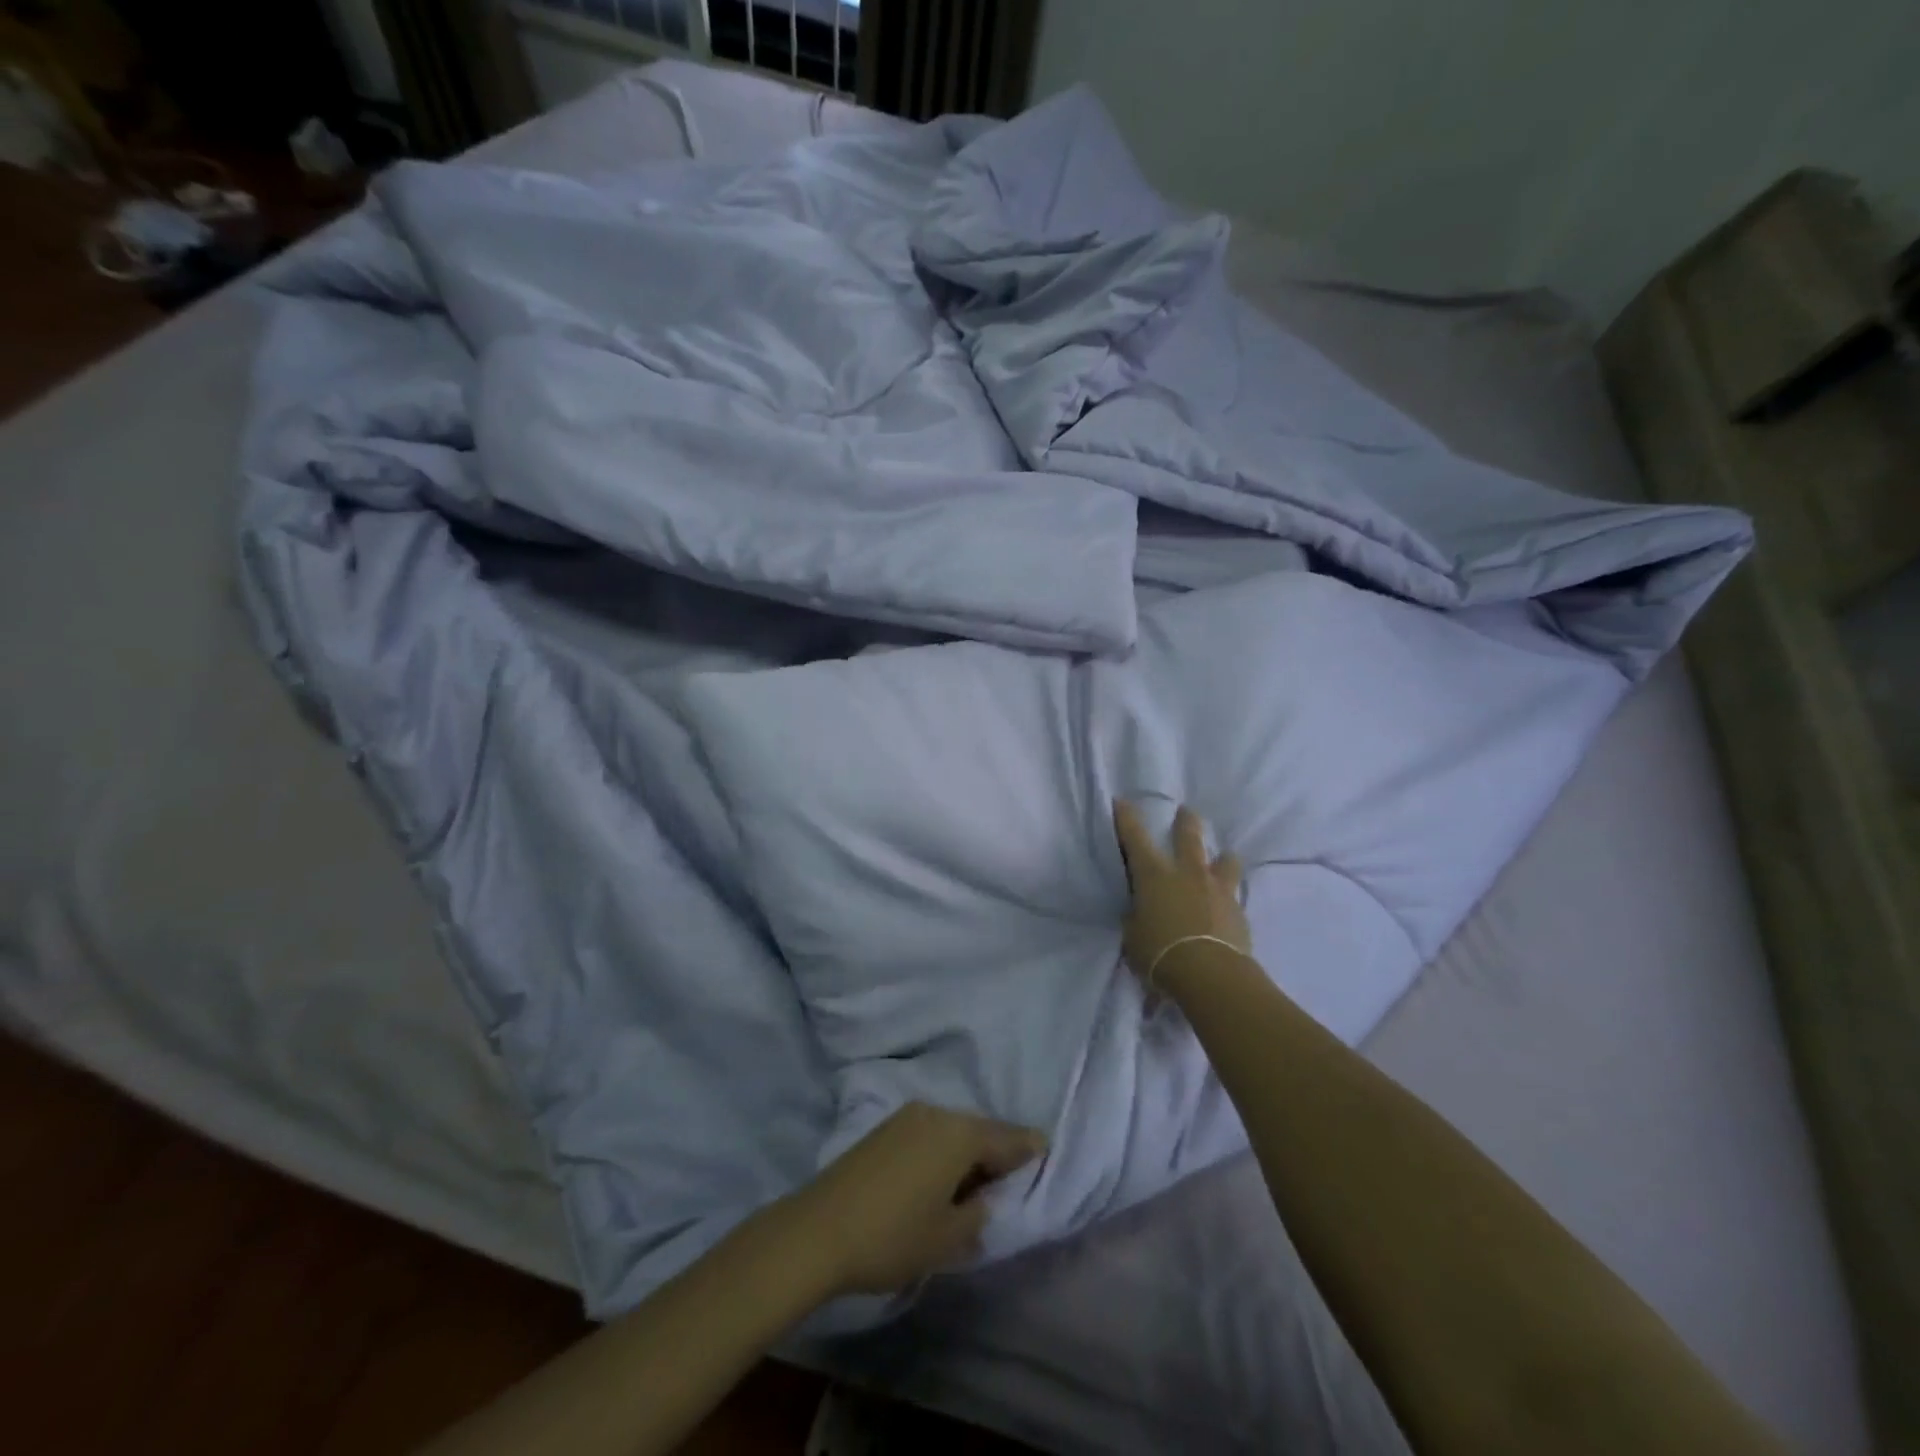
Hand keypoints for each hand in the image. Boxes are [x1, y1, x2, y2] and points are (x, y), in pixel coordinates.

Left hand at [782, 1103, 1046, 1296]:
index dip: (1027, 1147)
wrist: (818, 1229)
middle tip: (1007, 1179)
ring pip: (951, 1131)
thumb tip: (981, 1199)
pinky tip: (938, 1178)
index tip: (1045, 1148)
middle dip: (995, 1151)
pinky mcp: (884, 1129)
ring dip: (965, 1152)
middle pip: (978, 1130)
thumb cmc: (893, 1235)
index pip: (1006, 1138)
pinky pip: (928, 1134)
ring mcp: (907, 1117)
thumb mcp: (947, 1238)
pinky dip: (941, 1151)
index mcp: (959, 1134)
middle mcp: (937, 1113)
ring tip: (972, 1185)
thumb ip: (977, 1215)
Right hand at [1112, 799, 1251, 984]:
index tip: (1122, 801)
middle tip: (1187, 811)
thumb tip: (1141, 912)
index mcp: (1154, 875)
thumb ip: (1137, 917)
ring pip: (1225, 861)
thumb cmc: (1160, 952)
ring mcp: (1217, 889)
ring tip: (1224, 857)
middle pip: (1189, 837)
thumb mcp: (1134, 935)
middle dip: (1186, 822)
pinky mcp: (1238, 911)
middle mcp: (1187, 873)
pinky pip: (1234, 895)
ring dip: (1222, 858)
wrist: (1210, 974)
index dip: (1126, 819)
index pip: (1135, 839)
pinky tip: (1227, 905)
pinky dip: (1228, 896)